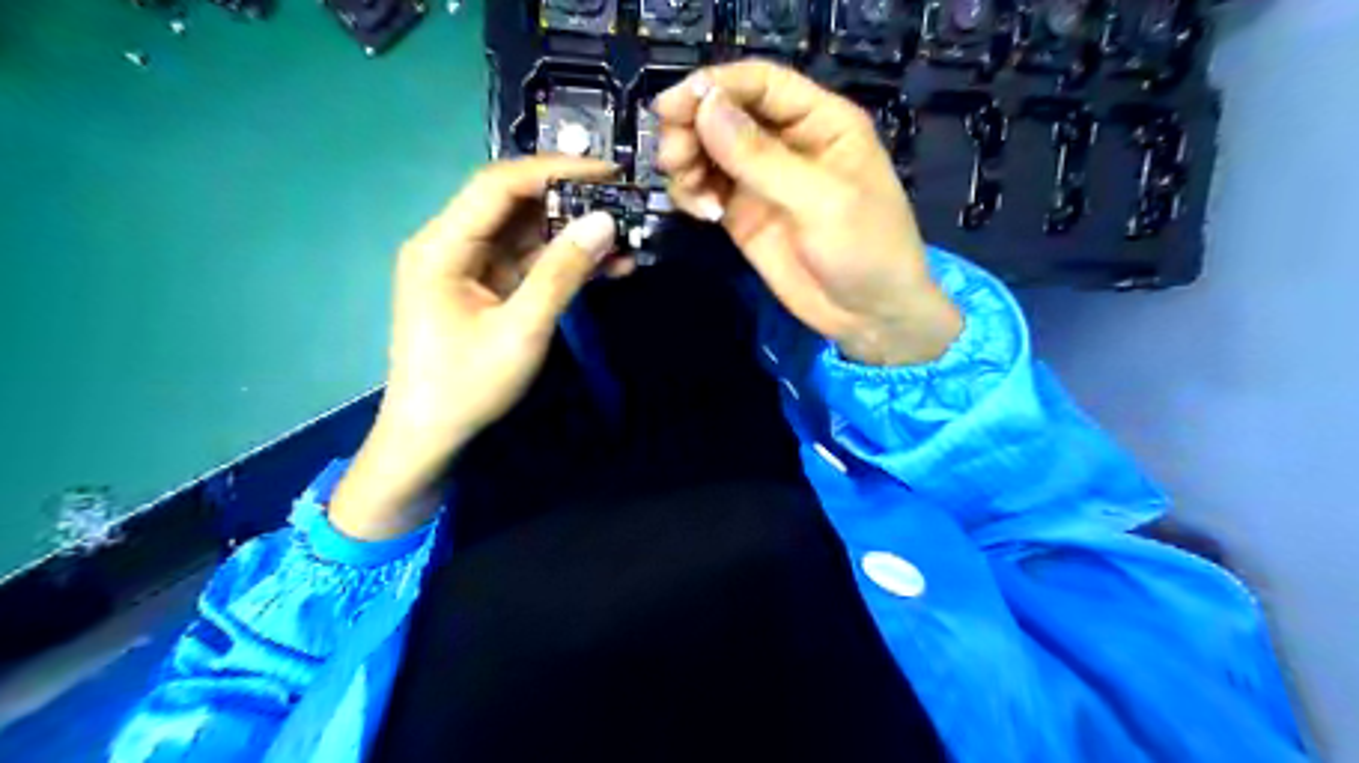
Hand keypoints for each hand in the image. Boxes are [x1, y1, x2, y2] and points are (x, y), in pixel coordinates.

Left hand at [332, 157, 618, 537]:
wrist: (430, 436)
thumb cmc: (467, 385)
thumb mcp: (521, 330)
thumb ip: (562, 273)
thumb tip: (605, 222)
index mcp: (442, 245)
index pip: (499, 185)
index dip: (555, 171)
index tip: (608, 171)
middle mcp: (451, 244)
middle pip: (514, 205)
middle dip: (571, 203)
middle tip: (625, 203)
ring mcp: (468, 267)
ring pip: (526, 234)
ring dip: (573, 236)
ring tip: (626, 239)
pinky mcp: (485, 289)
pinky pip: (528, 263)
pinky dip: (564, 264)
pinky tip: (606, 267)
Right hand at [653, 64, 959, 366]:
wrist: (868, 316)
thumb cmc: (866, 249)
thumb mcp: (820, 200)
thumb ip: (762, 158)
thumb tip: (704, 108)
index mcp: (820, 121)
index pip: (760, 83)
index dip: (715, 87)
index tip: (673, 108)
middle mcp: (786, 142)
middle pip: (725, 112)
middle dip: (691, 126)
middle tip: (671, 158)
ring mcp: (761, 179)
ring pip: (708, 149)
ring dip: (686, 160)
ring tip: (688, 190)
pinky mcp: (743, 213)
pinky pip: (705, 187)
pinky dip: (692, 192)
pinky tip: (701, 212)